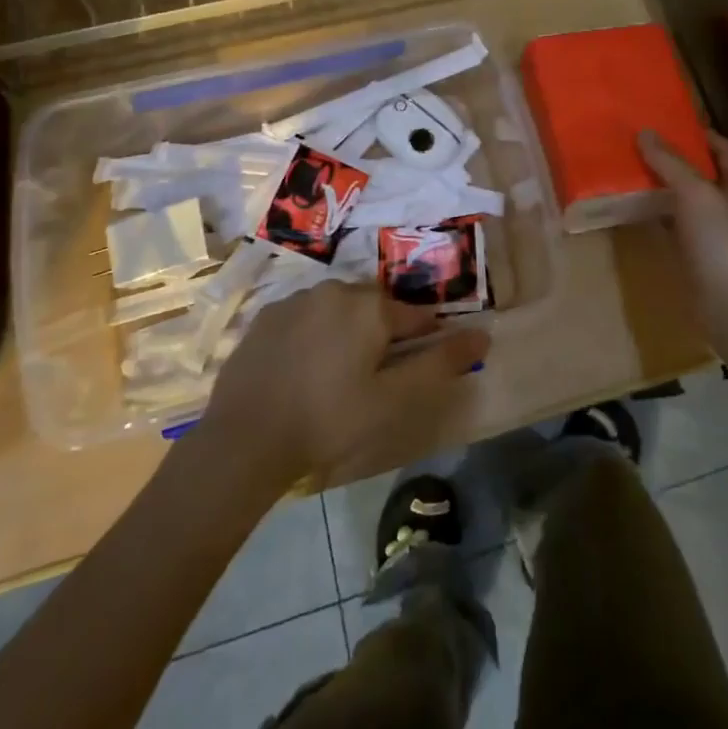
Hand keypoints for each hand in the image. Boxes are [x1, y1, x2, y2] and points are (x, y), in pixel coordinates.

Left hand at [201, 281, 490, 488]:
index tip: (416, 368)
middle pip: (375, 307)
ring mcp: (296, 299)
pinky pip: (304, 317)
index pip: (415, 316)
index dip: (424, 341)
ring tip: (336, 375)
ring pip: (338, 309)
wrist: (244, 439)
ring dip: (346, 331)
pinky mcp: (266, 316)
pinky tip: (303, 370)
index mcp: (370, 306)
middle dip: (382, 334)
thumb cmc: (329, 421)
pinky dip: (313, 334)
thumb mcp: (394, 400)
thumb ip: (440, 364)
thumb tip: (483, 335)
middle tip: (373, 379)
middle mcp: (335, 289)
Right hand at [638, 130, 727, 320]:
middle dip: (679, 163)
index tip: (676, 125)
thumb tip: (645, 133)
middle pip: (706, 178)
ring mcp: (718, 238)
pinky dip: (661, 221)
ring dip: (667, 192)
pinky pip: (678, 232)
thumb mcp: (695, 192)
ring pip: (690, 206)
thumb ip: (670, 163)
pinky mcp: (701, 262)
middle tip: (644, 148)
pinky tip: (639, 216)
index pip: (726, 153)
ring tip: (634, 176)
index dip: (705, 137)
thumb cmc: (723, 240)